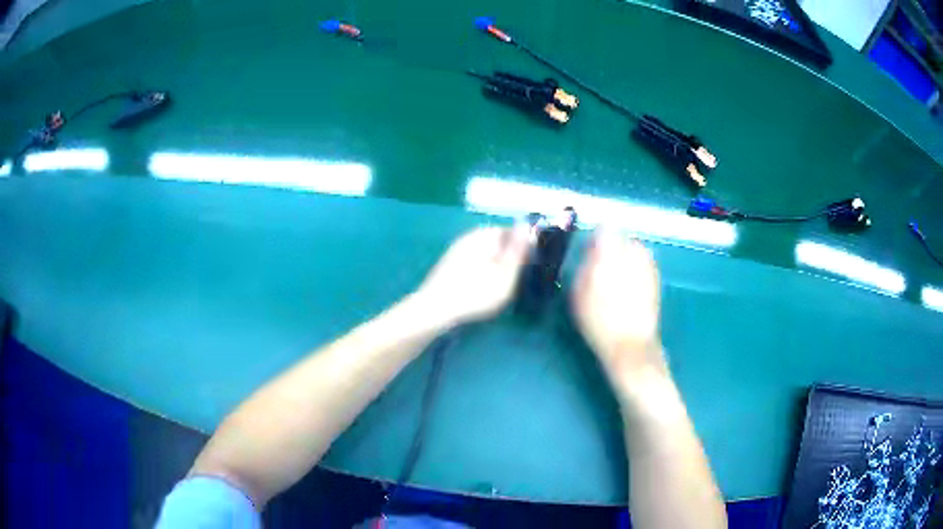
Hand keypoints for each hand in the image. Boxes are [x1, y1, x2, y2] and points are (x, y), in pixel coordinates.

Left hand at [417, 226, 530, 326]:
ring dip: (493, 262)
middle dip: (507, 253)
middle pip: (496, 240)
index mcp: (484, 235)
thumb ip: (518, 251)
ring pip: (483, 251)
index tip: (528, 262)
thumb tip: (527, 226)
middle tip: (515, 276)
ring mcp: (456, 249)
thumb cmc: (475, 293)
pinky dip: (480, 269)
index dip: (522, 244)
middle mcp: (469, 236)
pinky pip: (472, 260)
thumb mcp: (505, 275)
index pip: (510, 230)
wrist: (435, 309)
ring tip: (499, 283)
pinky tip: (480, 286)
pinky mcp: (448, 264)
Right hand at [571, 230, 666, 384]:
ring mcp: (648, 266)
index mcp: (611, 254)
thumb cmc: (599, 321)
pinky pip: (644, 263)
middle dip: (613, 245)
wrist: (630, 346)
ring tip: (615, 276)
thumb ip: (586, 264)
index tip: (590, 247)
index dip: (596, 235)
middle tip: (601, 264)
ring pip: (635, 249)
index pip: (606, 228)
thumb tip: (592, 247)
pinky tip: (628, 286)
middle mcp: (634, 254)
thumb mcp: (580, 292)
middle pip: (623, 237)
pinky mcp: (657, 280)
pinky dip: (636, 267)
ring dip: (625, 256)